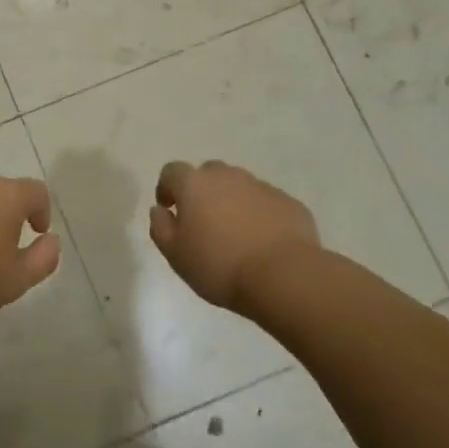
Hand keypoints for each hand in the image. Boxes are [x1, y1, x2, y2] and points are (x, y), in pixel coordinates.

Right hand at [149, 160, 319, 312]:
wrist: (284, 276)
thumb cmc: (219, 266)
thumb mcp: (176, 255)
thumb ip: (160, 228)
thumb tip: (160, 211)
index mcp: (195, 184)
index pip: (172, 171)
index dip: (167, 187)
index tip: (169, 209)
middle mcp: (227, 176)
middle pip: (208, 173)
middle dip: (202, 191)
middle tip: (202, 221)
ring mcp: (261, 186)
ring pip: (239, 186)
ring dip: (231, 202)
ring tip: (234, 233)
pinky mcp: (288, 202)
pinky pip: (265, 202)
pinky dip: (258, 214)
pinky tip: (261, 241)